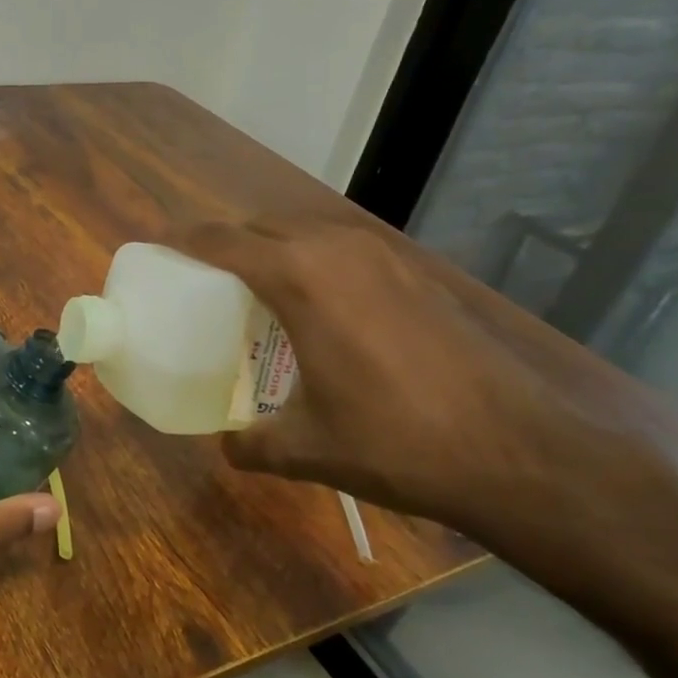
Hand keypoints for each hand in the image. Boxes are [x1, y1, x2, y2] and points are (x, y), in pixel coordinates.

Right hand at [174, 217, 675, 559]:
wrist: (519, 451)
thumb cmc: (395, 441)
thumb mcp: (307, 449)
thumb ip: (252, 443)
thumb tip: (228, 445)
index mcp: (301, 277)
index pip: (223, 240)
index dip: (184, 241)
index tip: (158, 248)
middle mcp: (340, 250)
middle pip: (264, 226)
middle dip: (229, 243)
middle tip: (205, 280)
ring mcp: (386, 257)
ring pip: (309, 233)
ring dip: (276, 250)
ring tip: (259, 292)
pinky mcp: (418, 274)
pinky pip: (346, 252)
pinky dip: (318, 264)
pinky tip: (322, 311)